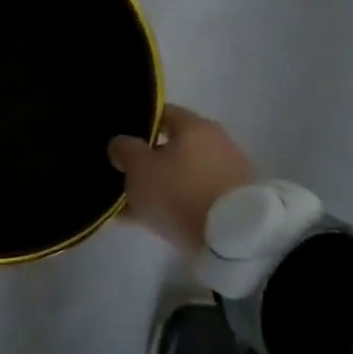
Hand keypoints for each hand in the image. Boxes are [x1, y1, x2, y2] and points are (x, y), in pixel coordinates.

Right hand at [109, 104, 257, 254]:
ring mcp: (228, 174)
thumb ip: (124, 149)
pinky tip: (150, 221)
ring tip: (131, 207)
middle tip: (122, 176)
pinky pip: (193, 198)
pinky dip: (174, 205)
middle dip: (146, 161)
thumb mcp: (139, 168)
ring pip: (181, 175)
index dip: (136, 124)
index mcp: (194, 126)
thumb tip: (121, 143)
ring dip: (160, 186)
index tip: (119, 142)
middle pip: (172, 147)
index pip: (161, 113)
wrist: (233, 240)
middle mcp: (216, 143)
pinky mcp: (233, 204)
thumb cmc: (180, 192)